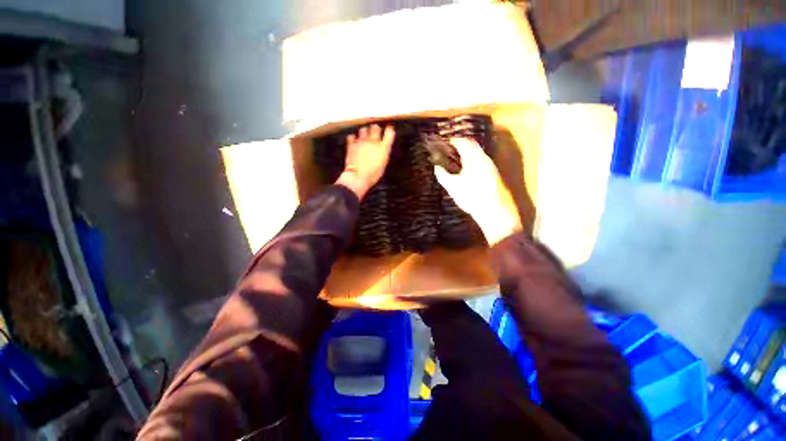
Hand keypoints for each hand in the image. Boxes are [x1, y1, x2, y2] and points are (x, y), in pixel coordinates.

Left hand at [335, 124, 394, 199]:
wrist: (357, 177)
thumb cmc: (372, 175)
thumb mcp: (382, 165)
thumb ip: (383, 154)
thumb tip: (382, 149)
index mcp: (383, 148)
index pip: (389, 133)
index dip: (389, 130)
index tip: (389, 129)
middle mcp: (373, 142)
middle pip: (375, 128)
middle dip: (376, 128)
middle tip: (375, 130)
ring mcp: (361, 142)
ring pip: (363, 130)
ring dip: (364, 132)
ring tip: (364, 135)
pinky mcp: (352, 144)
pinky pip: (352, 136)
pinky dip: (353, 138)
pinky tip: (353, 141)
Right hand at [434, 138, 520, 244]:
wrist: (495, 211)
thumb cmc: (471, 196)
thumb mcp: (452, 186)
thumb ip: (443, 175)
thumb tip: (436, 167)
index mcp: (473, 158)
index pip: (463, 142)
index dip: (453, 140)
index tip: (445, 142)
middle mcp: (484, 158)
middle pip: (472, 145)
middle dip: (461, 145)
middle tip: (450, 150)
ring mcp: (491, 166)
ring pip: (478, 154)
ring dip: (467, 153)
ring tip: (456, 160)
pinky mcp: (494, 174)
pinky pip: (481, 161)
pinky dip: (472, 160)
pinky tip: (467, 170)